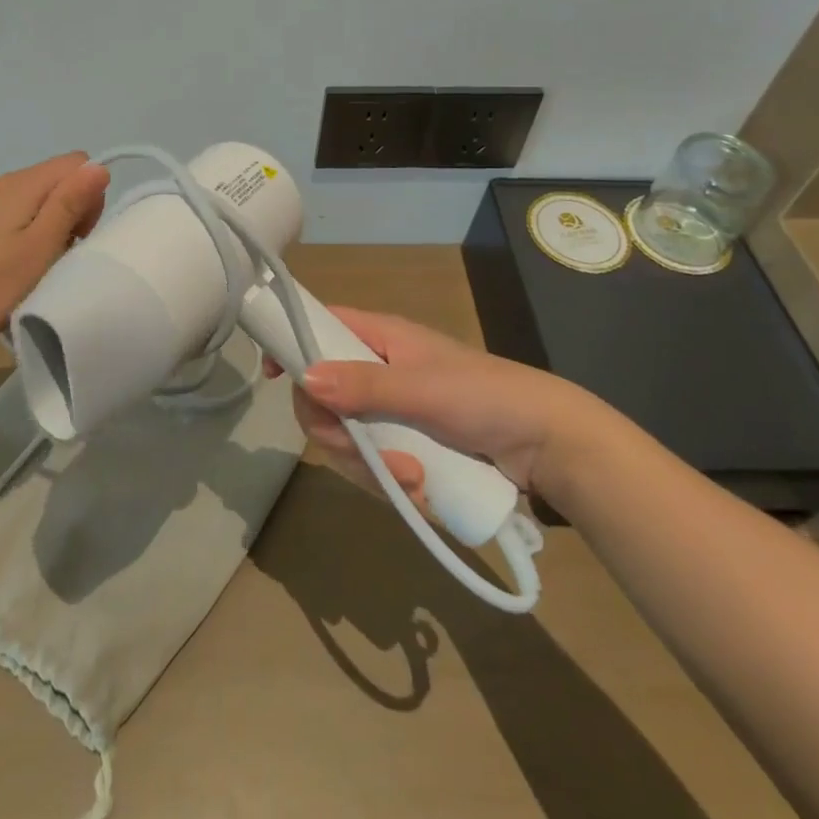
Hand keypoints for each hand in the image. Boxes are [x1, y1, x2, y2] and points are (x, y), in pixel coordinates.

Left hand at [0, 152, 109, 358]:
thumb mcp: (41, 248)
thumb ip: (70, 204)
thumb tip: (99, 166)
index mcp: (19, 183)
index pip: (77, 163)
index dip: (89, 196)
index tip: (78, 236)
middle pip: (56, 179)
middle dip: (71, 212)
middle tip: (58, 256)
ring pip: (37, 199)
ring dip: (49, 227)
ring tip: (37, 267)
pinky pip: (15, 214)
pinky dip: (26, 234)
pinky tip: (14, 267)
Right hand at [286, 307, 620, 506]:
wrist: (548, 445)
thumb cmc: (485, 397)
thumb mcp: (423, 388)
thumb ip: (363, 387)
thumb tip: (302, 380)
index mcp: (379, 338)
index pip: (319, 327)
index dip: (290, 344)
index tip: (270, 376)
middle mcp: (376, 372)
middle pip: (321, 396)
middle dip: (335, 430)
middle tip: (358, 448)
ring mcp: (389, 414)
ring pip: (344, 439)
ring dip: (370, 465)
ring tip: (413, 479)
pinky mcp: (404, 450)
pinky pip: (372, 467)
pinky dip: (391, 483)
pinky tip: (422, 491)